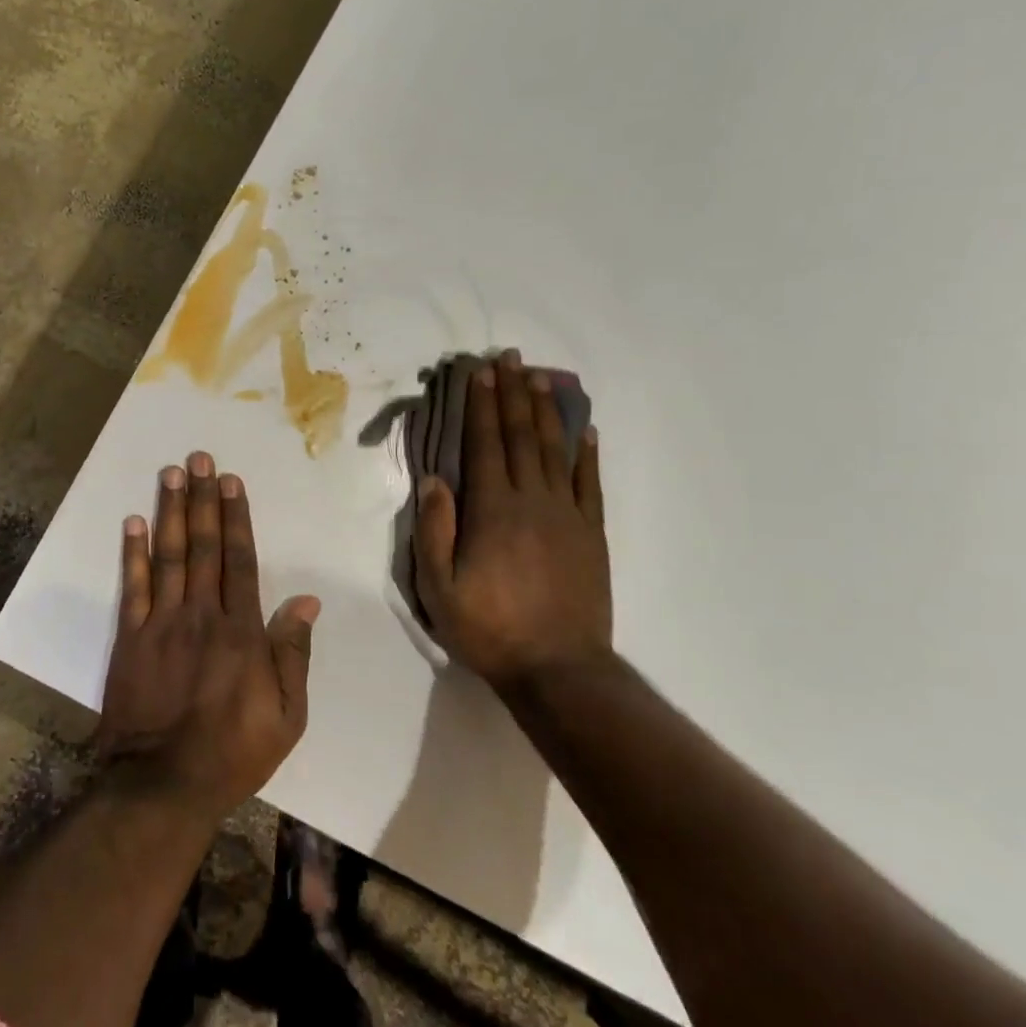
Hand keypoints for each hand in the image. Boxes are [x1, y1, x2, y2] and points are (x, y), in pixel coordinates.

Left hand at [97, 452, 317, 824]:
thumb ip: (294, 654)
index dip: (236, 517)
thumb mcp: (287, 715)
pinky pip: (133, 588)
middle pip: (203, 546)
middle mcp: (202, 615)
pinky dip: (133, 554)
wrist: (164, 784)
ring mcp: (162, 624)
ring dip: (170, 512)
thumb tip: (307, 601)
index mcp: (242, 632)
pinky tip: (133, 523)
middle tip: (199, 458)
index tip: (232, 482)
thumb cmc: (234, 751)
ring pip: (169, 556)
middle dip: (203, 499)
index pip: (240, 560)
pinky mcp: (130, 640)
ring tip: (170, 474)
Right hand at [414, 350, 612, 691]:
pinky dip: (587, 453)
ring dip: (546, 411)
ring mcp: (567, 515)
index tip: (479, 372)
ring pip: (555, 451)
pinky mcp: (592, 534)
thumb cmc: (489, 629)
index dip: (481, 406)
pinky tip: (586, 430)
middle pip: (521, 436)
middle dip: (512, 393)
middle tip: (510, 357)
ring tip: (541, 377)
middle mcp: (532, 501)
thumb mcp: (440, 588)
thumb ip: (435, 530)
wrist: (559, 669)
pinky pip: (590, 484)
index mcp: (492, 511)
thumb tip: (434, 479)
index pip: (485, 445)